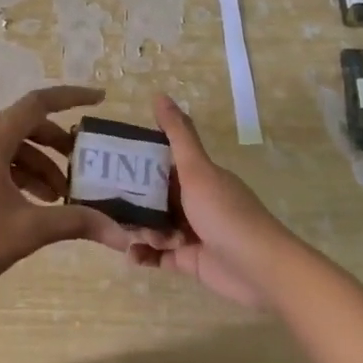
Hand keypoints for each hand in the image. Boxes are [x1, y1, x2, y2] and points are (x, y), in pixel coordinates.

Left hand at [0, 86, 129, 310]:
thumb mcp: (30, 230)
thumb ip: (77, 222)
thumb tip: (122, 233)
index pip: (37, 104)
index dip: (71, 97)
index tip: (99, 100)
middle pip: (24, 126)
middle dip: (56, 144)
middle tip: (81, 166)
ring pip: (9, 147)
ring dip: (38, 165)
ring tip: (59, 197)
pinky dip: (18, 175)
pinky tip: (32, 204)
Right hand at [127, 95, 298, 307]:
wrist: (258, 268)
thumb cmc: (225, 213)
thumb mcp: (197, 170)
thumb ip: (177, 135)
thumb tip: (159, 95)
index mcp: (198, 176)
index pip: (162, 164)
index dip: (137, 162)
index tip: (109, 162)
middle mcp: (194, 201)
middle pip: (153, 196)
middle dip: (130, 200)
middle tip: (105, 204)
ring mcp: (190, 231)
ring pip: (152, 225)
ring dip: (136, 229)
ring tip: (124, 235)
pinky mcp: (188, 260)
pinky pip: (157, 256)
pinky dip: (143, 255)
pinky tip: (131, 256)